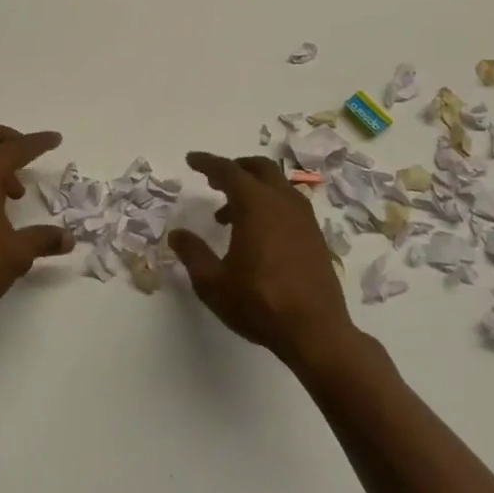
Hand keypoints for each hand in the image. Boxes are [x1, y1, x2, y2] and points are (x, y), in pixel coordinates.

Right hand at [169, 152, 356, 366]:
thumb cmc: (260, 303)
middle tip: (214, 181)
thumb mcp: (213, 283)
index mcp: (255, 204)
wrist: (316, 332)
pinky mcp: (315, 236)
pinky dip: (270, 204)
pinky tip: (259, 233)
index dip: (207, 163)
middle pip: (259, 168)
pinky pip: (289, 204)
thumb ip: (193, 254)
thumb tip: (177, 235)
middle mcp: (282, 202)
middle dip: (235, 168)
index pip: (228, 171)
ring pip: (277, 185)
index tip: (192, 160)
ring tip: (230, 214)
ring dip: (253, 188)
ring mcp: (304, 218)